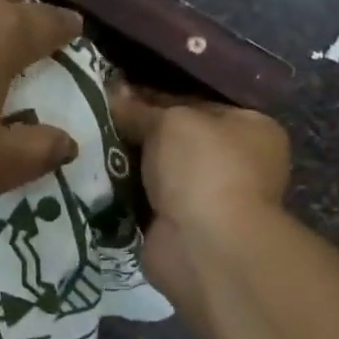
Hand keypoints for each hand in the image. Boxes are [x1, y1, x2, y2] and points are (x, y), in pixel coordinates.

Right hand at [109, 84, 289, 307]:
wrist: (204, 245)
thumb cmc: (203, 169)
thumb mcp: (171, 122)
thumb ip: (140, 109)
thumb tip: (113, 93)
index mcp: (250, 129)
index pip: (196, 103)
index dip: (154, 96)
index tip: (115, 93)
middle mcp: (235, 163)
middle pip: (175, 139)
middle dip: (137, 132)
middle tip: (96, 117)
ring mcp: (208, 199)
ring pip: (156, 172)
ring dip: (127, 164)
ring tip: (87, 145)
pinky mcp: (179, 228)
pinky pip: (143, 202)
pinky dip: (123, 194)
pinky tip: (92, 177)